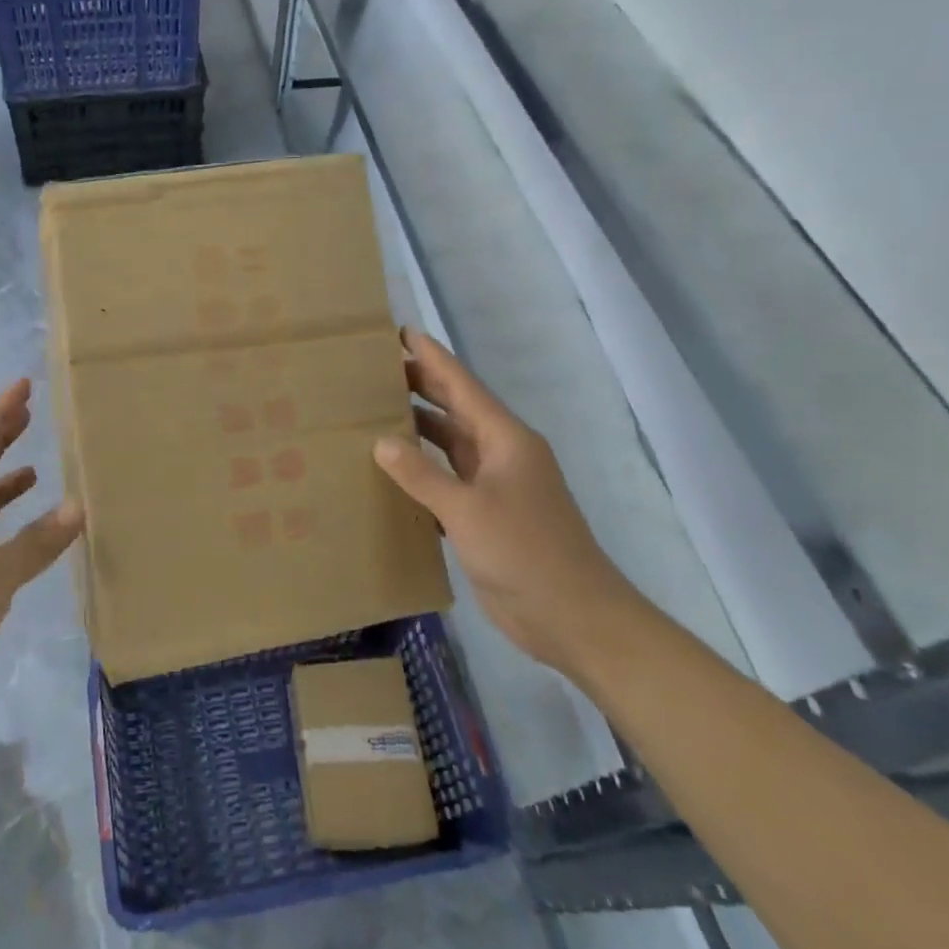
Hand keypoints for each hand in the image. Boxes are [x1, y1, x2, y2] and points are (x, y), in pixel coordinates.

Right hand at [373, 330, 641, 674]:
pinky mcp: (486, 515)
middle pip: (456, 409)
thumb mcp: (467, 509)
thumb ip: (422, 474)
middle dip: (421, 386)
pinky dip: (422, 469)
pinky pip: (448, 479)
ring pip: (450, 444)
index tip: (402, 332)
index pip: (463, 386)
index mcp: (506, 440)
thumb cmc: (525, 552)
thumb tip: (381, 441)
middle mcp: (501, 454)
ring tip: (375, 412)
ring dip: (419, 428)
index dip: (433, 358)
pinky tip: (393, 469)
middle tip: (375, 369)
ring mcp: (495, 486)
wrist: (573, 616)